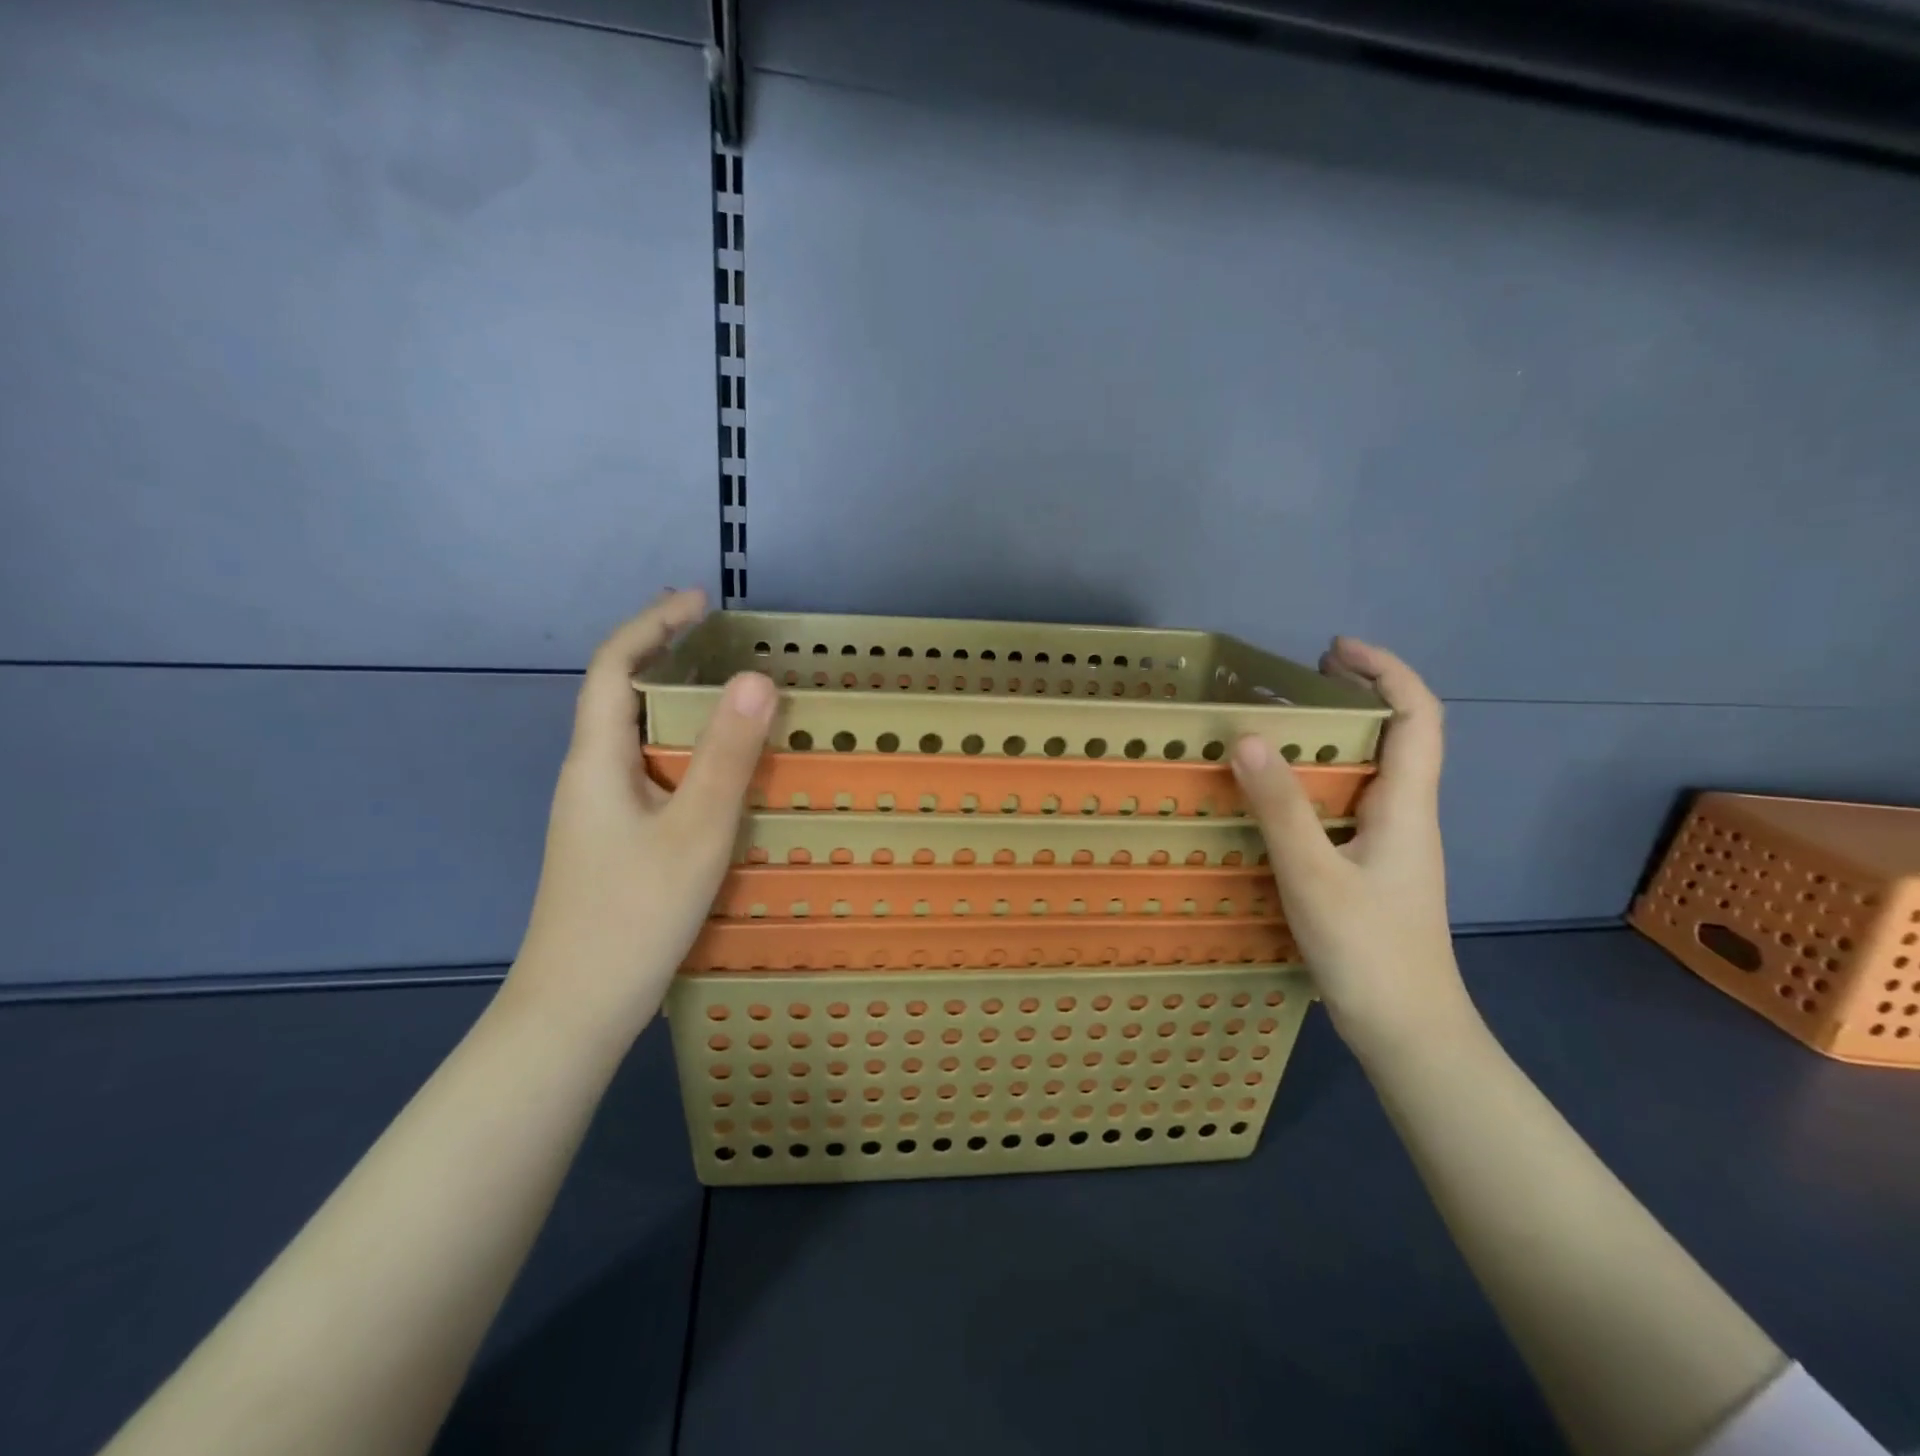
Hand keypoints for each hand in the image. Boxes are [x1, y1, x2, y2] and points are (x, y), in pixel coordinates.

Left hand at [506, 590, 775, 1049]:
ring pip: (634, 737)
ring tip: (727, 695)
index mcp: (598, 761)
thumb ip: (727, 755)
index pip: (614, 668)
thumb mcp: (696, 831)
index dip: (652, 625)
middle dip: (663, 654)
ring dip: (674, 703)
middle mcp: (589, 776)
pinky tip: (713, 772)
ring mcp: (597, 812)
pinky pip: (647, 772)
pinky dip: (681, 749)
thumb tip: (756, 678)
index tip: (700, 601)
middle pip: (619, 695)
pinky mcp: (611, 841)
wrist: (575, 1010)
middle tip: (719, 639)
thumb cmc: (635, 915)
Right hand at [1230, 637, 1473, 1058]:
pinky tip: (1285, 796)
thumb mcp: (1313, 875)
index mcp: (1407, 806)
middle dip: (1361, 693)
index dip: (1386, 671)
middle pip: (1401, 735)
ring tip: (1286, 726)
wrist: (1409, 1032)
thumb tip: (1248, 736)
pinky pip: (1352, 802)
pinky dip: (1324, 778)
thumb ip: (1280, 807)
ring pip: (1376, 770)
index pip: (1418, 717)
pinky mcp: (1373, 869)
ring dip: (1340, 736)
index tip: (1335, 649)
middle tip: (1303, 678)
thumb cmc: (1369, 952)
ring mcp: (1392, 845)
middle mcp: (1407, 816)